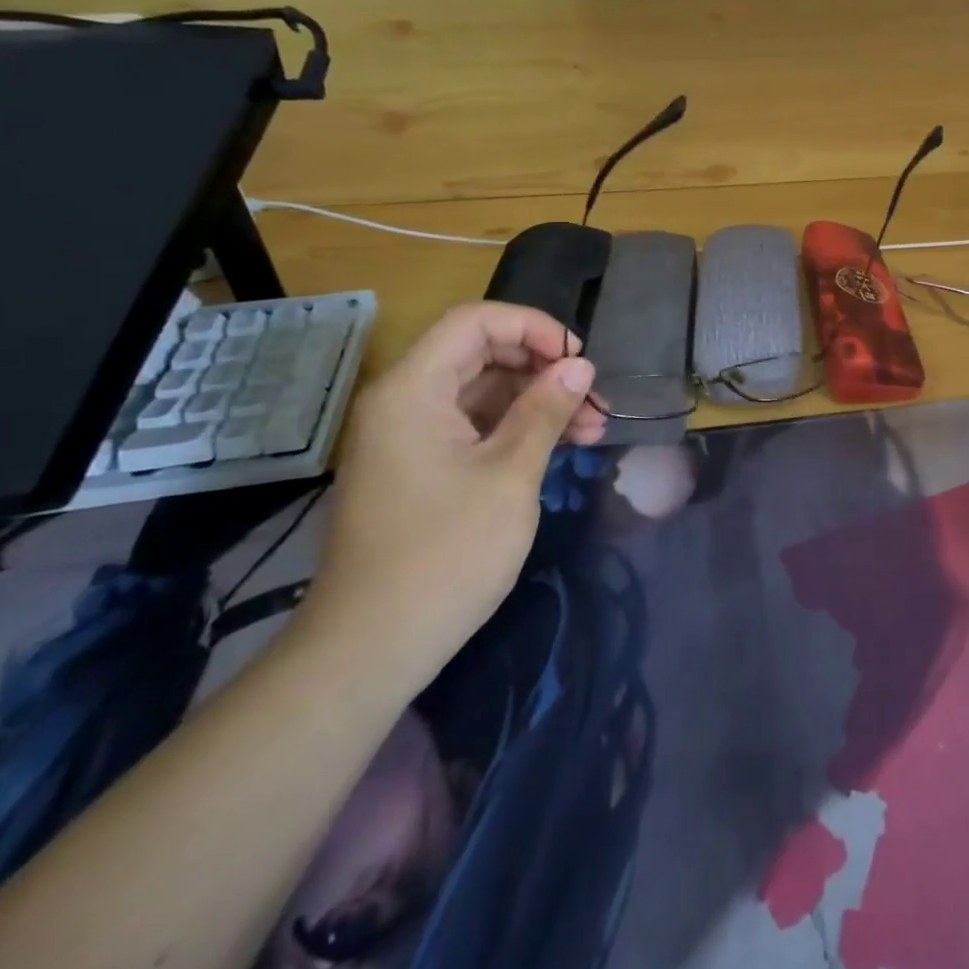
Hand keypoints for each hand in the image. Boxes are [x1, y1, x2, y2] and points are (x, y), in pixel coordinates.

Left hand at [300, 303, 600, 692]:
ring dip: (538, 401)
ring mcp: (410, 436)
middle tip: (596, 398)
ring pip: (483, 392)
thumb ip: (546, 411)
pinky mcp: (421, 467)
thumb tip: (580, 365)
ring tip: (592, 428)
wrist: (373, 647)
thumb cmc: (446, 553)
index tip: (580, 360)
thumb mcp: (510, 475)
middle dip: (544, 367)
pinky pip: (474, 426)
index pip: (476, 322)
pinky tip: (561, 446)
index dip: (535, 327)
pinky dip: (517, 429)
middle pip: (481, 353)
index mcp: (413, 390)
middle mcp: (405, 401)